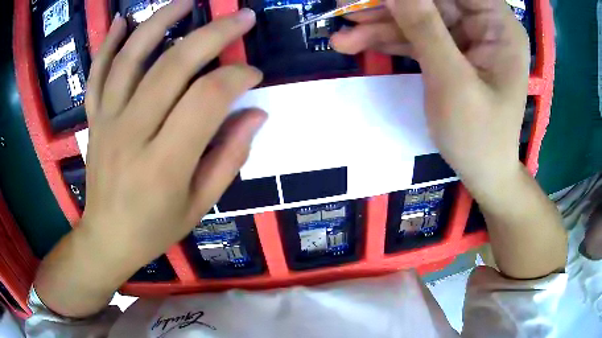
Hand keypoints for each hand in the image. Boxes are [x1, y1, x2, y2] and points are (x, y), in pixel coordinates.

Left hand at [35, 1, 264, 316]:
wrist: (107, 238)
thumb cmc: (154, 229)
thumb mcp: (199, 205)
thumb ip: (229, 157)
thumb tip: (256, 113)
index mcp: (163, 164)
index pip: (206, 100)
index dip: (236, 77)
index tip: (253, 74)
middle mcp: (131, 134)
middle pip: (172, 66)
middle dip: (213, 34)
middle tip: (241, 17)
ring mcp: (107, 121)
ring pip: (131, 58)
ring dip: (160, 22)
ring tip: (186, 2)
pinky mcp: (94, 119)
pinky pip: (97, 74)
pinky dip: (107, 44)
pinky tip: (121, 20)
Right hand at [332, 0, 566, 278]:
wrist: (483, 174)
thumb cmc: (478, 136)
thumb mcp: (452, 81)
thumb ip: (423, 27)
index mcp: (499, 25)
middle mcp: (484, 24)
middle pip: (432, 0)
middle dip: (389, 5)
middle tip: (345, 6)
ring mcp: (467, 37)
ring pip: (418, 15)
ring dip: (380, 23)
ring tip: (342, 35)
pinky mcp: (451, 51)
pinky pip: (417, 36)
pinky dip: (388, 39)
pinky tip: (356, 43)